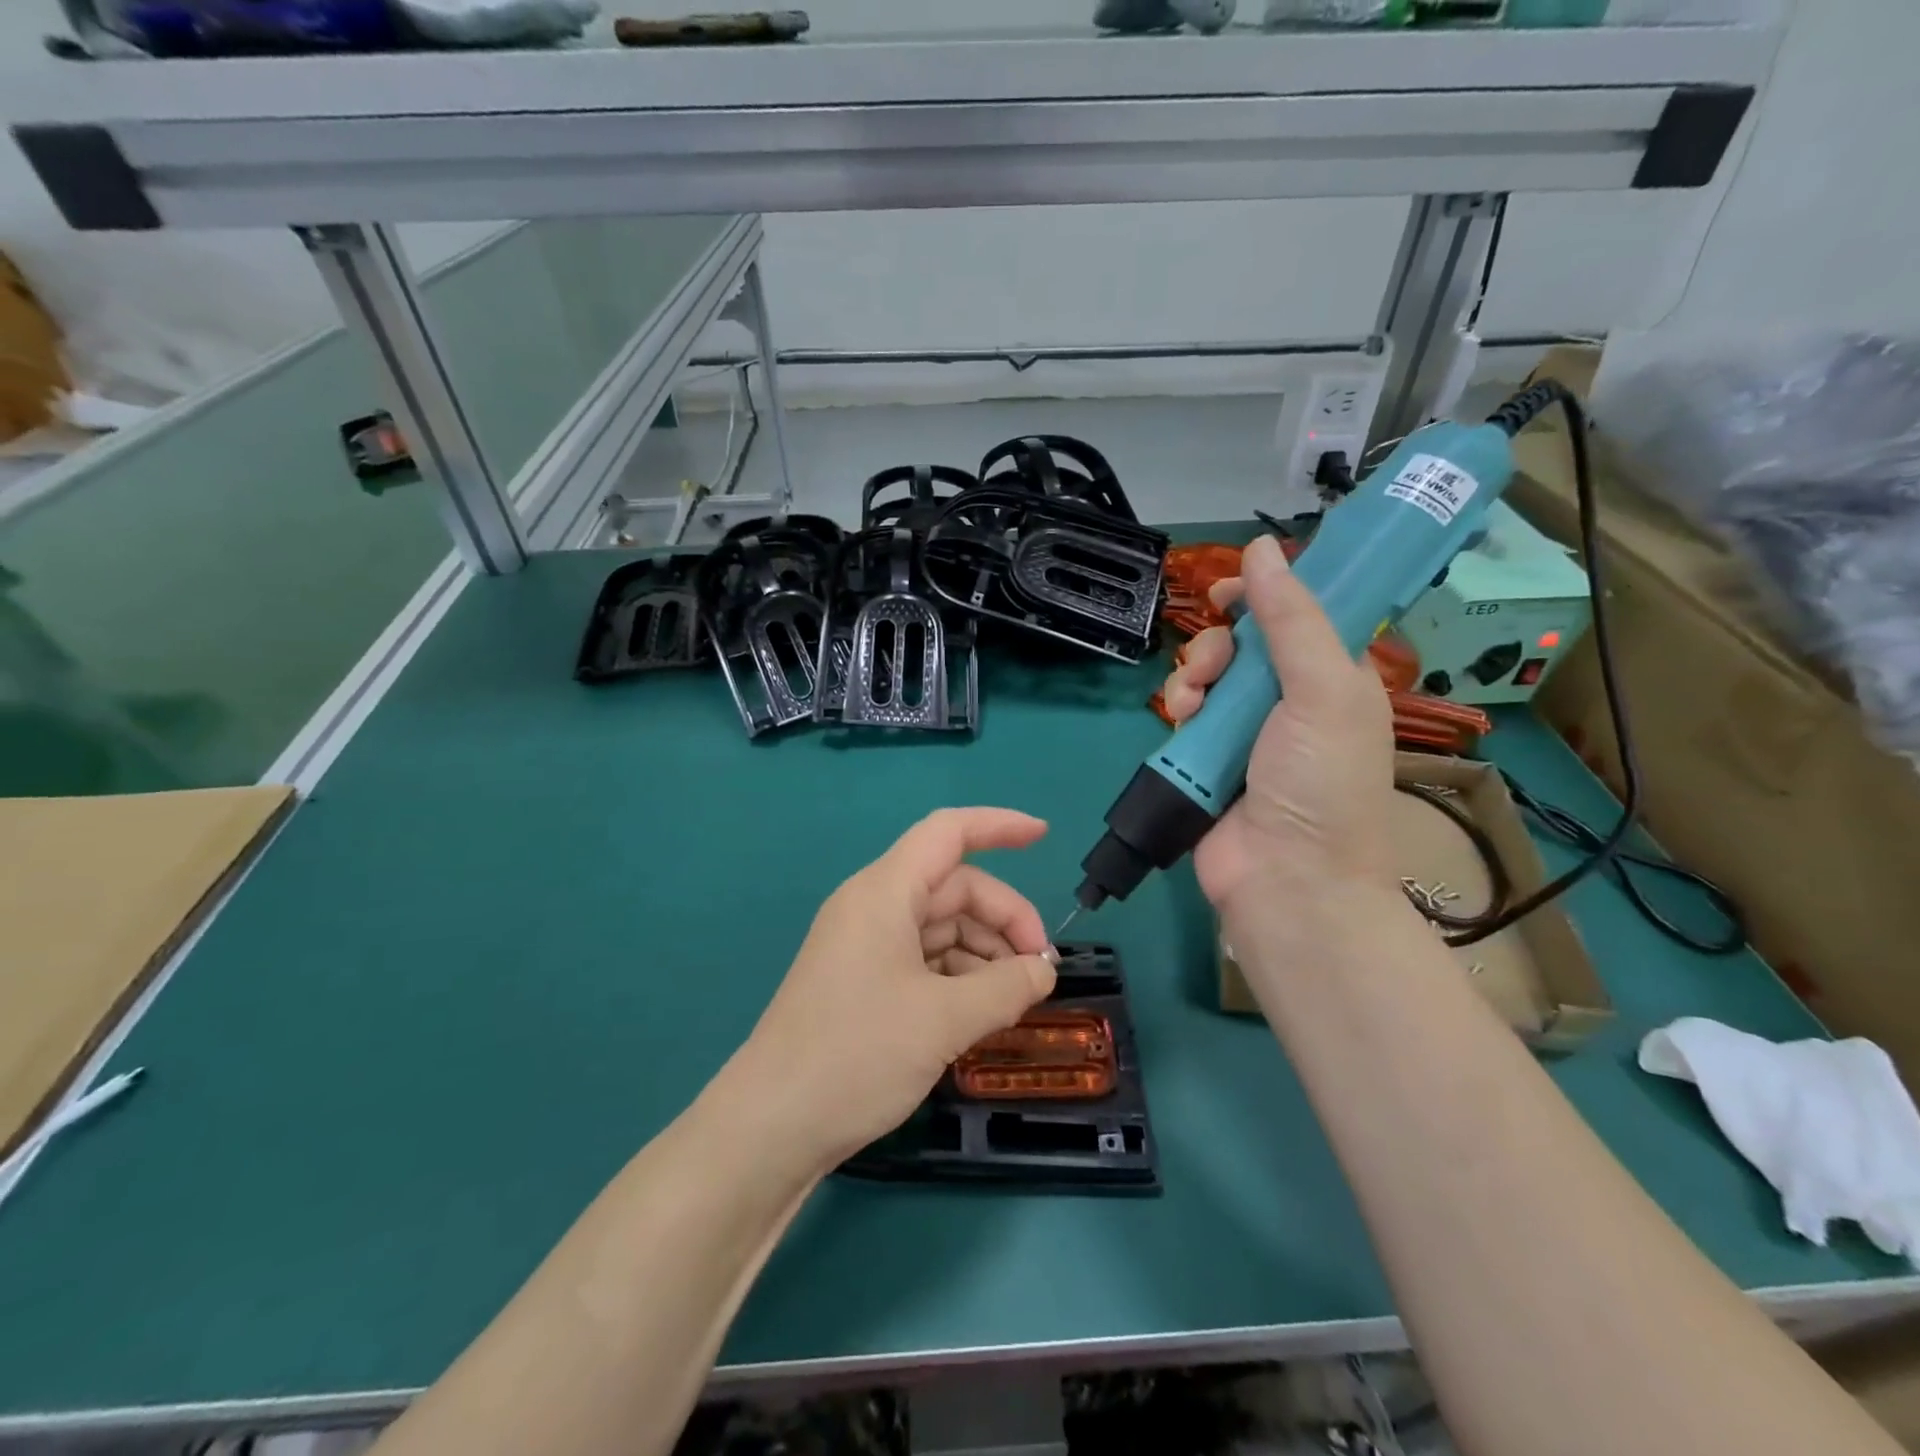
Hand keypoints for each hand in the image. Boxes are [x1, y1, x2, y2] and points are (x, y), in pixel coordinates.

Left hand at [734, 808, 1057, 1169]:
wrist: (771, 1126)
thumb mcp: (945, 1020)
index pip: (948, 833)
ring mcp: (866, 945)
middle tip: (1041, 971)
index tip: (1044, 836)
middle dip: (1004, 918)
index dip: (999, 825)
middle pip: (954, 887)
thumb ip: (1006, 988)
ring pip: (942, 927)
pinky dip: (959, 977)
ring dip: (985, 954)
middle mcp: (874, 907)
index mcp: (884, 892)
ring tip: (1015, 1001)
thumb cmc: (857, 1055)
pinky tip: (982, 1013)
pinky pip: (924, 959)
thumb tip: (1043, 972)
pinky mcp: (863, 982)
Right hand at [1161, 535, 1397, 923]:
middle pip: (1243, 644)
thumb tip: (1262, 548)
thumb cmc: (1321, 783)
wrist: (1287, 880)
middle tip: (1214, 663)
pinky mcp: (1208, 760)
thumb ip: (1291, 619)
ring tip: (1190, 703)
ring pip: (1208, 677)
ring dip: (1192, 677)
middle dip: (1218, 644)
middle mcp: (1291, 701)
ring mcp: (1246, 733)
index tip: (1229, 591)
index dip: (1266, 596)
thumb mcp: (1322, 692)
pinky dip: (1178, 711)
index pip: (1301, 616)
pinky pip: (1186, 716)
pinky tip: (1179, 722)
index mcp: (1334, 679)